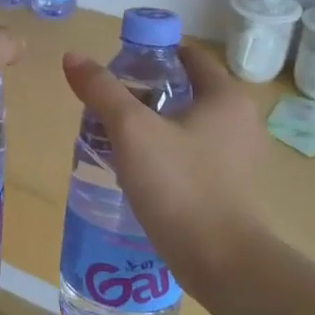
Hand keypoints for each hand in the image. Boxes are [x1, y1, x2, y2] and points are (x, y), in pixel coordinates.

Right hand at [61, 43, 271, 293]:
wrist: (222, 262)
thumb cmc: (179, 186)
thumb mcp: (132, 131)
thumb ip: (102, 90)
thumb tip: (73, 56)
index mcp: (226, 97)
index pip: (189, 56)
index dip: (152, 53)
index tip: (117, 65)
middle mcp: (241, 121)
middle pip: (186, 90)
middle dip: (146, 92)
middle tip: (107, 104)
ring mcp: (239, 157)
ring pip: (188, 126)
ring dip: (154, 125)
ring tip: (115, 137)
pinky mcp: (231, 188)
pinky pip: (193, 155)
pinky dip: (167, 153)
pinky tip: (139, 170)